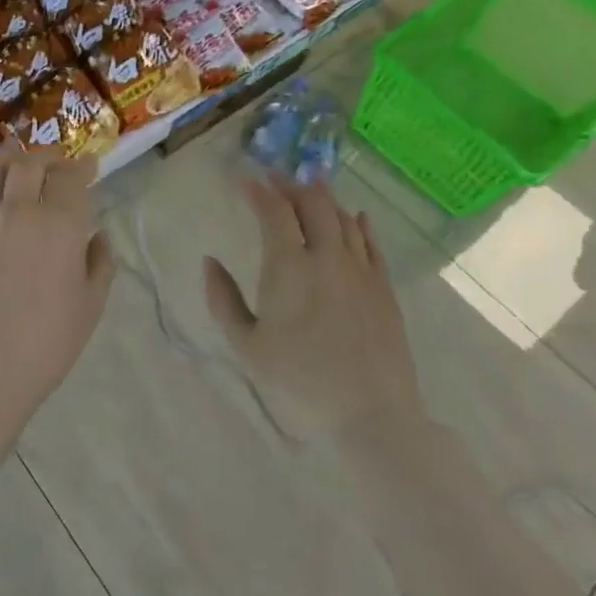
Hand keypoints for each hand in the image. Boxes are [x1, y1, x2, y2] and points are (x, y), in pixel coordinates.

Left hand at [0, 145, 114, 419]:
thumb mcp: (89, 307)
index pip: (71, 176)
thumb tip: (96, 235)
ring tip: (16, 159)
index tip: (89, 166)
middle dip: (46, 156)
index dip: (82, 166)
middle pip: (30, 162)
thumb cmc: (43, 344)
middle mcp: (18, 209)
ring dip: (8, 157)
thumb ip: (99, 263)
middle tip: (54, 162)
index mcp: (59, 225)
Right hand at [204, 174, 423, 444]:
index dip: (259, 192)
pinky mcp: (385, 289)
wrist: (372, 415)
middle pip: (314, 204)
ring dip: (324, 199)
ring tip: (310, 189)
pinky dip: (360, 224)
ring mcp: (361, 271)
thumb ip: (223, 299)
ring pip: (344, 219)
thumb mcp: (246, 345)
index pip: (274, 212)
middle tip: (276, 179)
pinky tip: (356, 217)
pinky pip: (373, 244)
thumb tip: (209, 261)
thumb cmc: (300, 380)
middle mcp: (327, 257)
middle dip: (292, 186)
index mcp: (289, 266)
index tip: (245, 182)